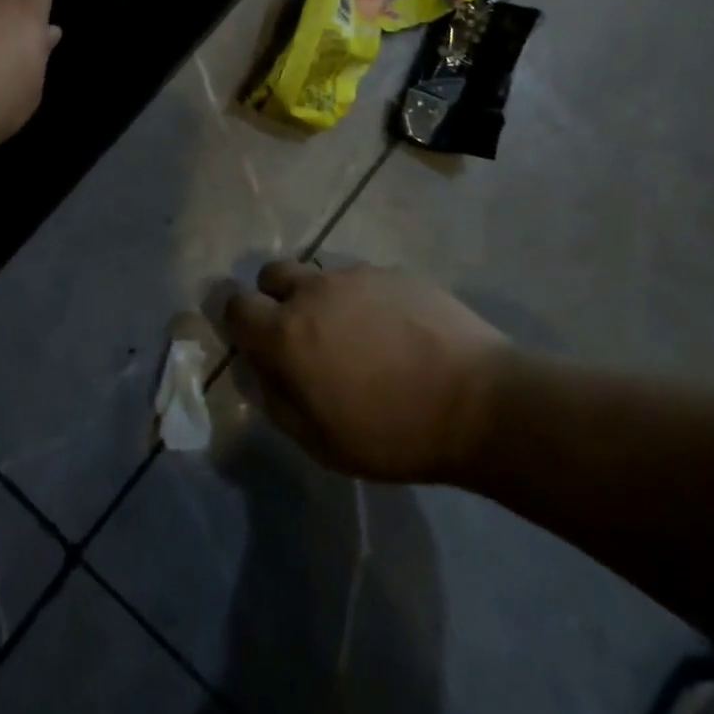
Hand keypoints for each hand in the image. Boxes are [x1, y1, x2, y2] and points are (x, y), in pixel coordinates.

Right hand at [224, 261, 509, 484]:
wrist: (478, 400)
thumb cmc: (393, 432)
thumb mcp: (321, 442)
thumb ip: (277, 402)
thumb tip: (259, 372)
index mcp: (286, 333)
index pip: (235, 304)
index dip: (237, 320)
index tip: (252, 340)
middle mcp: (313, 291)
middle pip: (272, 274)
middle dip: (274, 297)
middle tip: (300, 333)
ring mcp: (356, 275)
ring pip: (319, 275)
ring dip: (321, 298)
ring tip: (354, 336)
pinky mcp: (392, 270)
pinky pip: (361, 278)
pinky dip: (362, 298)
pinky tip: (392, 330)